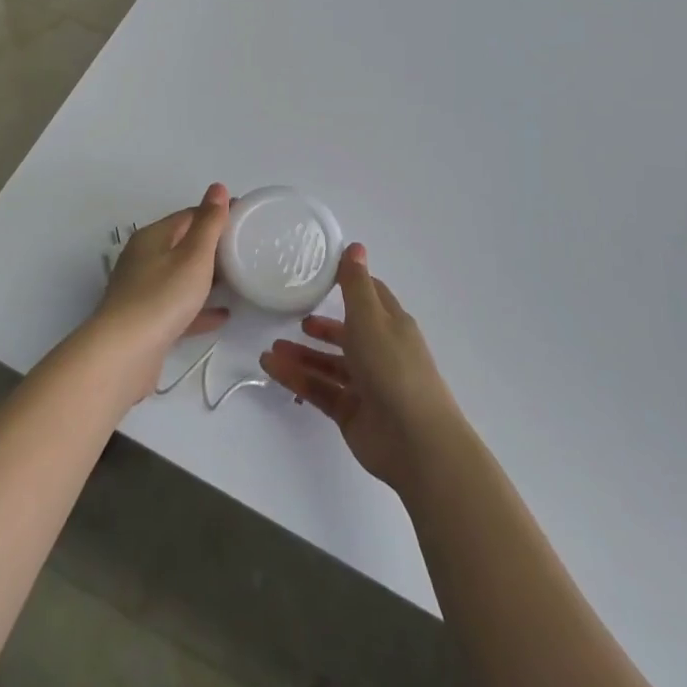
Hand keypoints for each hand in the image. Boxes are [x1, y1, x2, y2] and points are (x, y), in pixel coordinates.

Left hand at [89, 184, 230, 404]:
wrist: (124, 354)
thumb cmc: (162, 297)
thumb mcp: (193, 256)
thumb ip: (209, 223)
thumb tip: (217, 187)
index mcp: (153, 237)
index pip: (188, 215)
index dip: (216, 214)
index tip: (245, 218)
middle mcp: (143, 259)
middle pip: (182, 245)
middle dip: (212, 246)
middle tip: (246, 249)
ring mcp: (142, 291)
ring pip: (179, 277)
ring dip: (206, 277)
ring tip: (237, 279)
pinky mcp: (145, 322)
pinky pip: (177, 307)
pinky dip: (198, 308)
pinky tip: (222, 315)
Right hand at [260, 243, 461, 490]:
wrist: (415, 441)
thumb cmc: (393, 368)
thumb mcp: (371, 318)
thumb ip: (356, 285)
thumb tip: (355, 245)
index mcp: (391, 325)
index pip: (370, 297)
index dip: (349, 284)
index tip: (320, 274)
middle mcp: (380, 352)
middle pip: (347, 334)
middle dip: (320, 327)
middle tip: (292, 318)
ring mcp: (366, 385)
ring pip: (329, 364)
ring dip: (302, 355)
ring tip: (271, 349)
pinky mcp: (352, 412)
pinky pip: (320, 389)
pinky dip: (297, 378)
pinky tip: (272, 368)